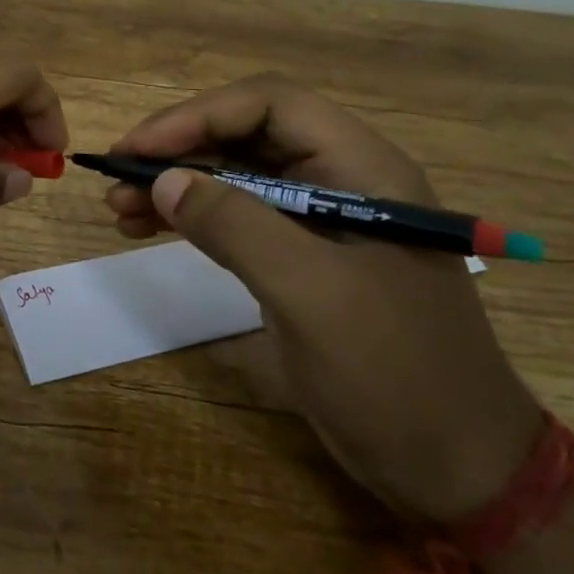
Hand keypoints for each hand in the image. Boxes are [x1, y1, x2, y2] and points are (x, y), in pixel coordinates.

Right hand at [107, 76, 543, 523]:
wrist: (455, 467)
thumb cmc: (394, 372)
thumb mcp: (311, 293)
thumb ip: (236, 226)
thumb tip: (162, 180)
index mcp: (361, 169)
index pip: (270, 106)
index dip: (198, 116)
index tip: (139, 149)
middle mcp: (341, 180)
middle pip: (246, 136)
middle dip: (178, 150)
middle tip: (117, 178)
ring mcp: (319, 221)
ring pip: (235, 176)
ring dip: (176, 183)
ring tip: (118, 207)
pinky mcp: (300, 258)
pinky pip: (236, 218)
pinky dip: (191, 217)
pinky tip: (147, 227)